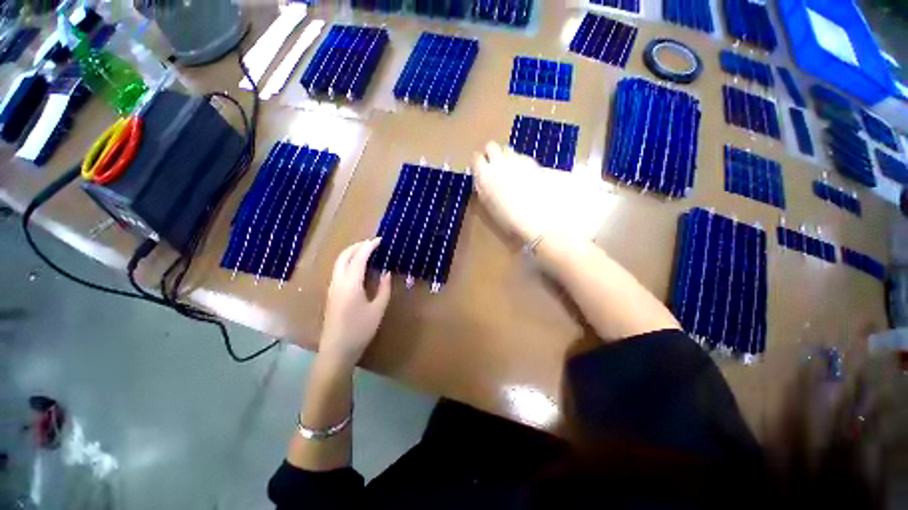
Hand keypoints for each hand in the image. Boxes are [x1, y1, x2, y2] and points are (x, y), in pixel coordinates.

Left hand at [319, 239, 391, 366]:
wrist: (337, 350)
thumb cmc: (360, 330)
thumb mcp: (378, 308)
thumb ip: (384, 288)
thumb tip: (386, 272)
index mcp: (350, 284)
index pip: (359, 258)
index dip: (369, 246)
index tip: (380, 240)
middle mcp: (338, 282)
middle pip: (344, 256)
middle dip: (357, 246)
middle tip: (372, 243)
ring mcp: (332, 288)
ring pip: (339, 262)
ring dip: (351, 253)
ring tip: (367, 252)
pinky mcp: (331, 294)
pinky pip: (338, 270)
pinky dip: (348, 262)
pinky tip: (359, 267)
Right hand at [472, 142, 546, 242]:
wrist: (537, 216)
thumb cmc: (507, 217)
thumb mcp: (488, 204)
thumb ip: (483, 188)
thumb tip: (480, 180)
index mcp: (484, 175)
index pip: (475, 158)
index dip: (477, 164)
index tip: (479, 170)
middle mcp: (499, 162)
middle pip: (491, 146)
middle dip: (490, 154)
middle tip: (493, 166)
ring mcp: (517, 159)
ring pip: (507, 149)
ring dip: (506, 157)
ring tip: (510, 172)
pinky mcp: (533, 161)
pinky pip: (521, 157)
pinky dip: (520, 163)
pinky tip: (525, 176)